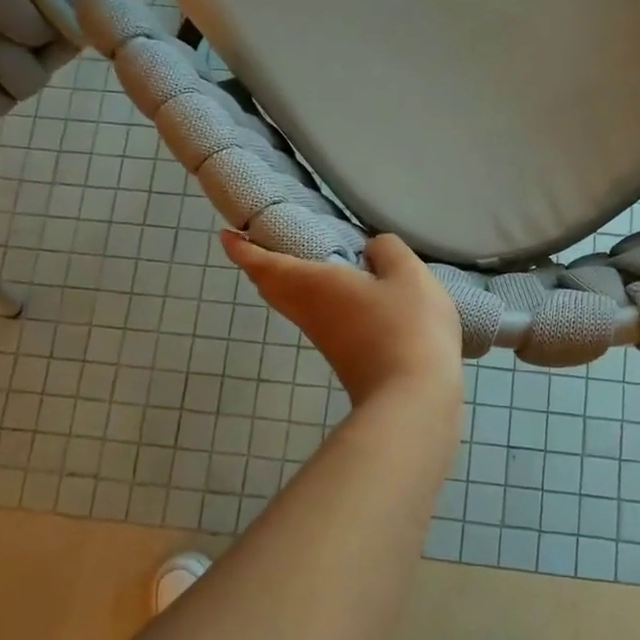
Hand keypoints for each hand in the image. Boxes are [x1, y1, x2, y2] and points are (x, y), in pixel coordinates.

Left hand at [221, 232, 464, 405]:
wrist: (412, 401)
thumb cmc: (405, 327)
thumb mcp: (407, 275)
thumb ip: (388, 252)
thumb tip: (372, 250)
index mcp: (313, 284)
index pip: (265, 264)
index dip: (243, 249)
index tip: (226, 237)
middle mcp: (309, 312)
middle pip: (273, 289)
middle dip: (262, 266)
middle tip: (263, 245)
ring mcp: (325, 339)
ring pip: (295, 305)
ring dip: (290, 284)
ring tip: (304, 261)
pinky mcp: (343, 357)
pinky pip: (318, 318)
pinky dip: (317, 299)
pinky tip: (344, 293)